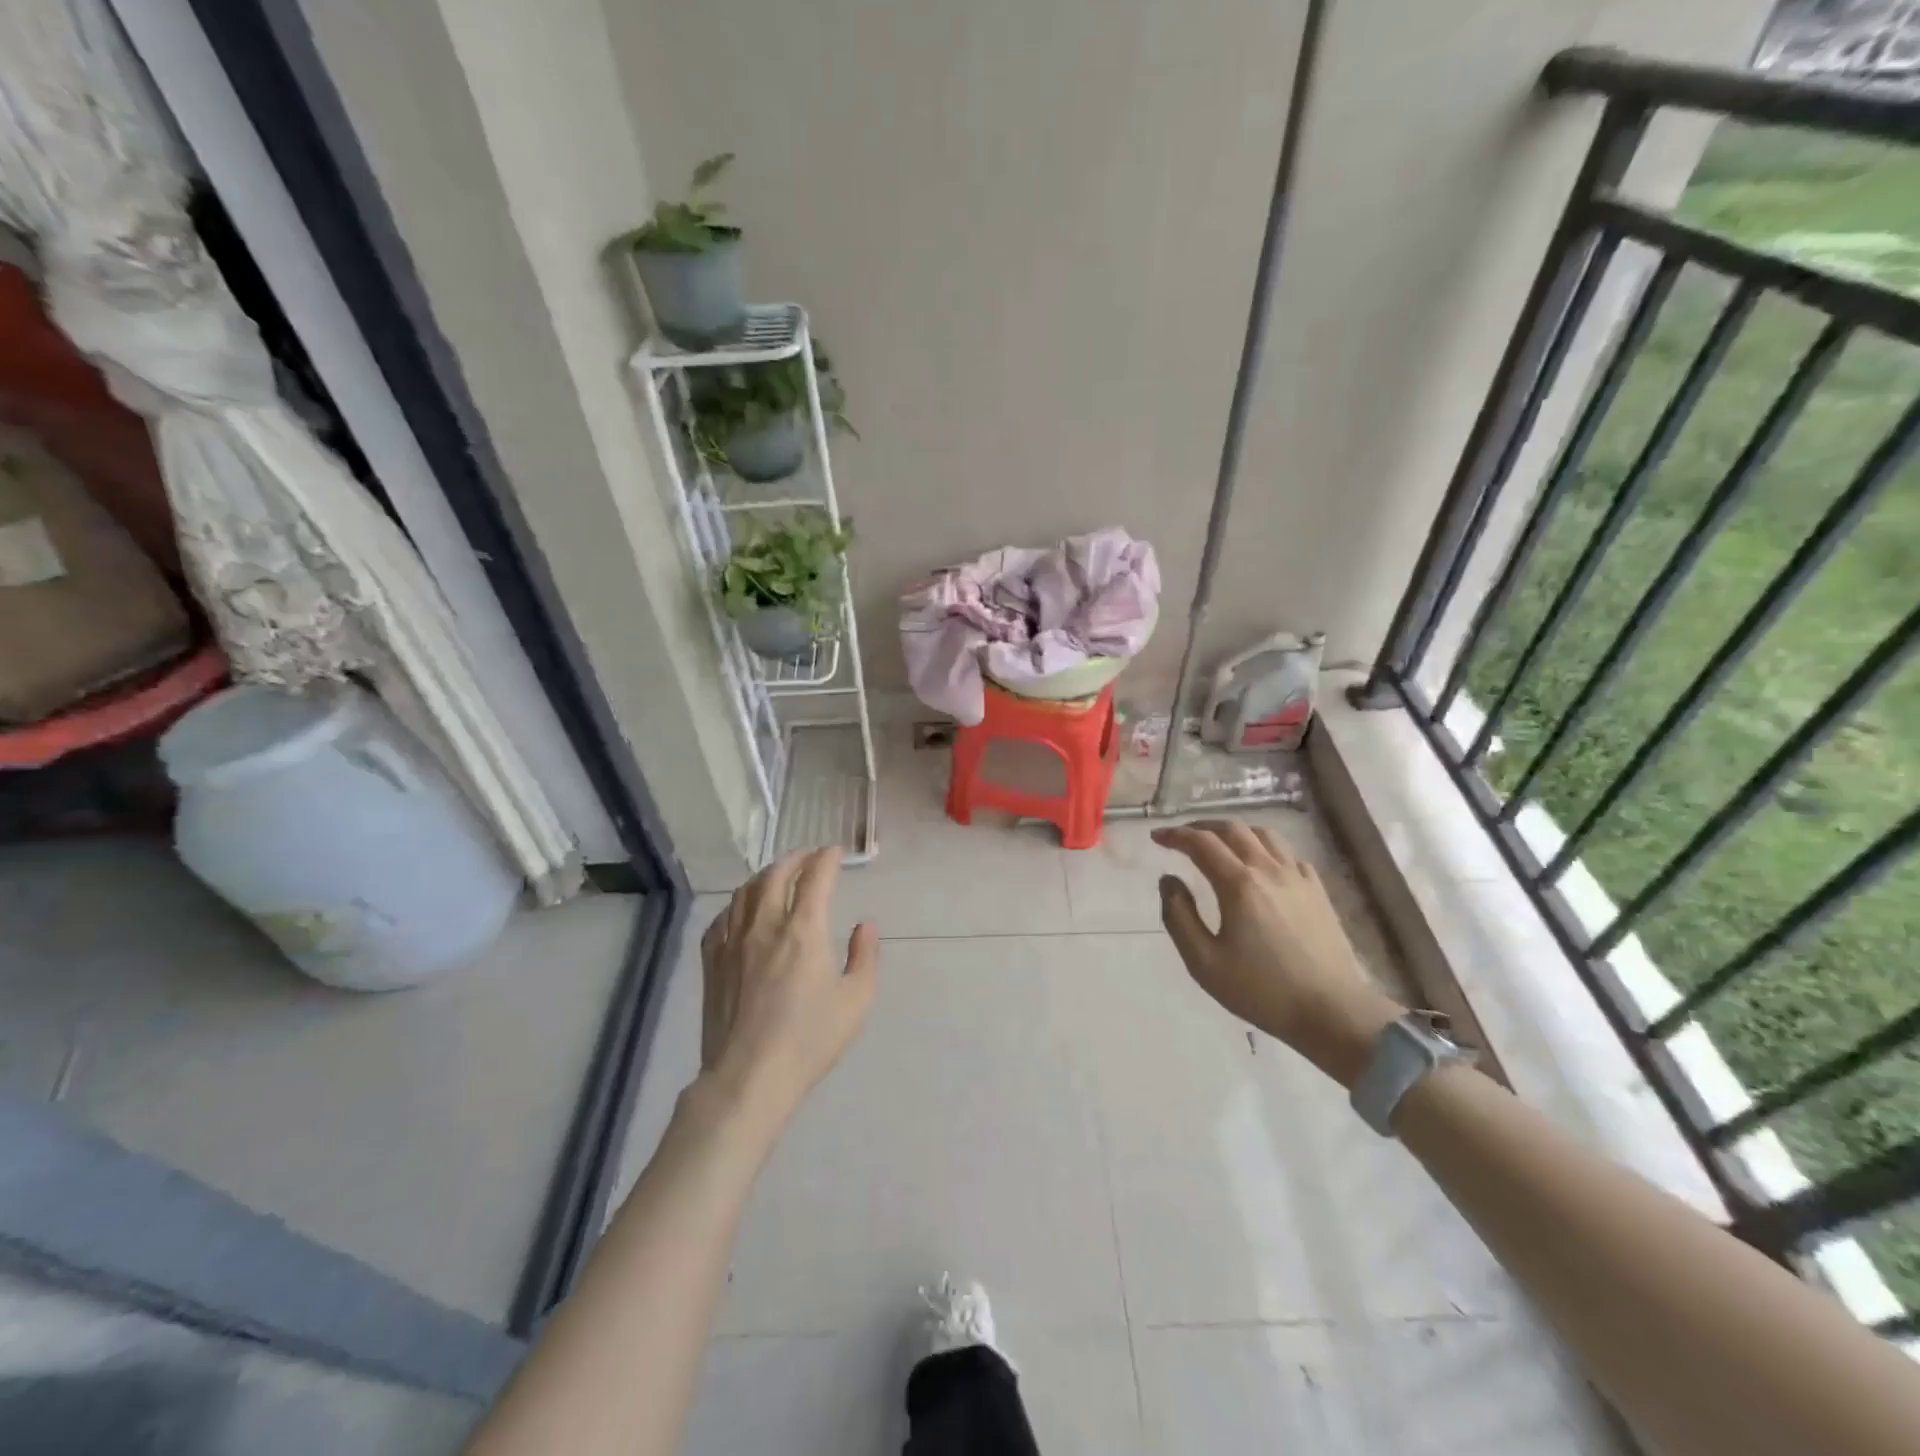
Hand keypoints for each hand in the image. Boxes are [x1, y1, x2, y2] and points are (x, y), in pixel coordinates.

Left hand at [695, 848, 878, 1137]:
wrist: (749, 1077)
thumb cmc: (809, 1039)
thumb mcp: (856, 1000)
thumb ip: (864, 955)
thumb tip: (865, 925)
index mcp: (804, 930)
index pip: (815, 877)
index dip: (827, 858)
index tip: (835, 852)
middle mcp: (765, 925)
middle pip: (776, 874)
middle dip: (796, 859)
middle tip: (809, 857)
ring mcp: (733, 942)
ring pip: (745, 891)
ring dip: (765, 875)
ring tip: (777, 875)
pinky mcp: (712, 962)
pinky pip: (722, 918)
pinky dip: (737, 904)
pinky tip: (742, 911)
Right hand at [1153, 820, 1402, 1086]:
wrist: (1332, 1012)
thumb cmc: (1262, 990)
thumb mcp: (1204, 962)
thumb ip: (1179, 916)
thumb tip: (1168, 880)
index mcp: (1238, 884)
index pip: (1201, 843)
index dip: (1175, 836)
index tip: (1157, 838)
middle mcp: (1268, 870)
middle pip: (1233, 830)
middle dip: (1202, 827)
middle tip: (1182, 837)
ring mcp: (1298, 878)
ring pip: (1264, 835)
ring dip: (1235, 832)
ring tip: (1219, 843)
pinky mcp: (1318, 891)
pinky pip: (1288, 854)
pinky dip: (1266, 848)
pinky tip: (1262, 864)